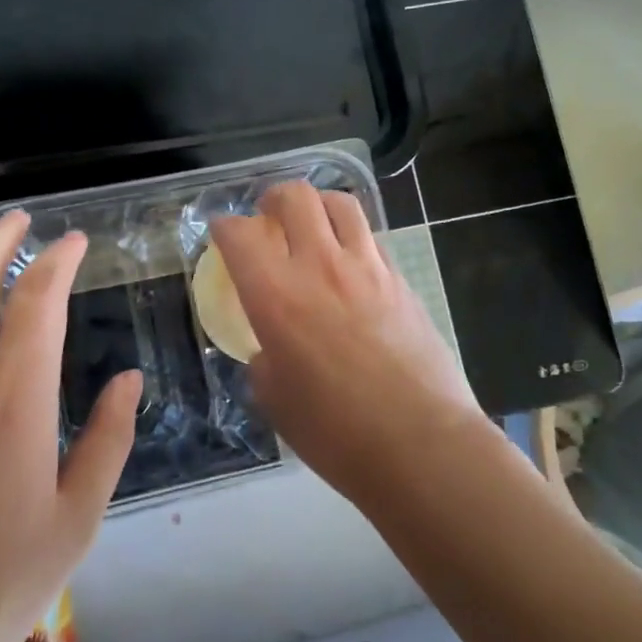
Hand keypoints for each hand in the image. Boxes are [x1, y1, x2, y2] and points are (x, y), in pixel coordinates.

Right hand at [209, 182, 481, 504]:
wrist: (420, 445)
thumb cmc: (335, 432)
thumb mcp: (274, 400)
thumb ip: (264, 361)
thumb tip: (272, 349)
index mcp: (275, 296)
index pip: (239, 234)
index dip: (223, 227)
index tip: (221, 234)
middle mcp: (319, 267)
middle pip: (295, 197)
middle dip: (272, 198)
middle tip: (267, 217)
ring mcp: (367, 269)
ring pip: (340, 205)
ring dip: (318, 206)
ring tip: (312, 225)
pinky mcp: (401, 281)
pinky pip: (371, 239)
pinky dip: (351, 238)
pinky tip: (349, 265)